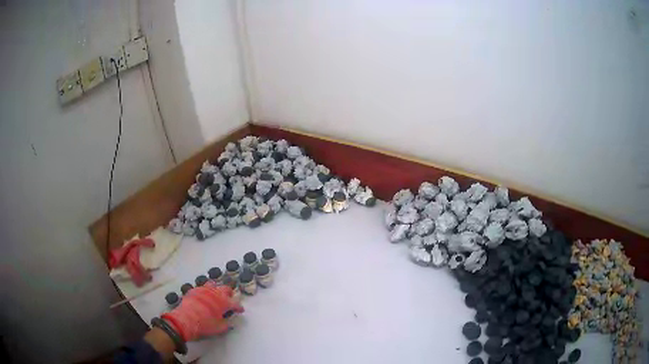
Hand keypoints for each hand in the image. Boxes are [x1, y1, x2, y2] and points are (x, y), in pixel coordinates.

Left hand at [161, 283, 243, 341]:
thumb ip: (226, 324)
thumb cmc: (205, 325)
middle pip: (225, 288)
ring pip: (212, 284)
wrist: (185, 320)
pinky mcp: (193, 290)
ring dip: (216, 289)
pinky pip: (201, 288)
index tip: (240, 310)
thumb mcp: (219, 328)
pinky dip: (204, 292)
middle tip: (229, 298)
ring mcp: (203, 290)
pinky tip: (203, 297)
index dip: (239, 307)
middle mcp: (214, 293)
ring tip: (215, 295)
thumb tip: (229, 323)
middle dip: (229, 293)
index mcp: (223, 302)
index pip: (235, 303)